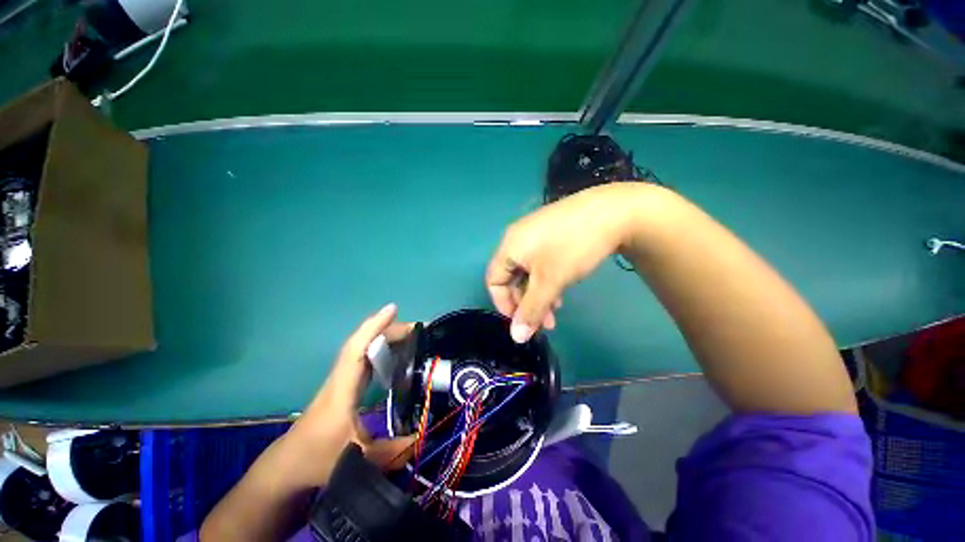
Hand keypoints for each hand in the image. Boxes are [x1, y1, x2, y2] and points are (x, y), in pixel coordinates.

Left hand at [275, 304, 416, 488]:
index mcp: (342, 389)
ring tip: (411, 335)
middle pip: (363, 344)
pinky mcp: (344, 386)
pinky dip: (379, 350)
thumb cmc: (318, 458)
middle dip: (389, 330)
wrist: (288, 465)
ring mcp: (341, 380)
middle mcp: (341, 377)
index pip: (356, 349)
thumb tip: (424, 436)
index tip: (393, 308)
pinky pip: (363, 360)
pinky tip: (394, 354)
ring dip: (385, 337)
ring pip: (362, 350)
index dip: (374, 327)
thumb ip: (393, 451)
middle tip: (418, 329)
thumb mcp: (359, 459)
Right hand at [488, 183, 642, 342]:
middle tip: (546, 322)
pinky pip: (539, 262)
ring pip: (528, 272)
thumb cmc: (572, 248)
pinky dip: (546, 279)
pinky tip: (561, 287)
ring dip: (538, 294)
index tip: (523, 322)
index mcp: (509, 247)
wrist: (612, 211)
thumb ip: (531, 310)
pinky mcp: (550, 234)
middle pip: (511, 278)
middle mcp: (517, 239)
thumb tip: (517, 338)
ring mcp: (534, 234)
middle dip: (526, 303)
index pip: (493, 281)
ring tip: (557, 309)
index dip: (504, 305)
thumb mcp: (550, 281)